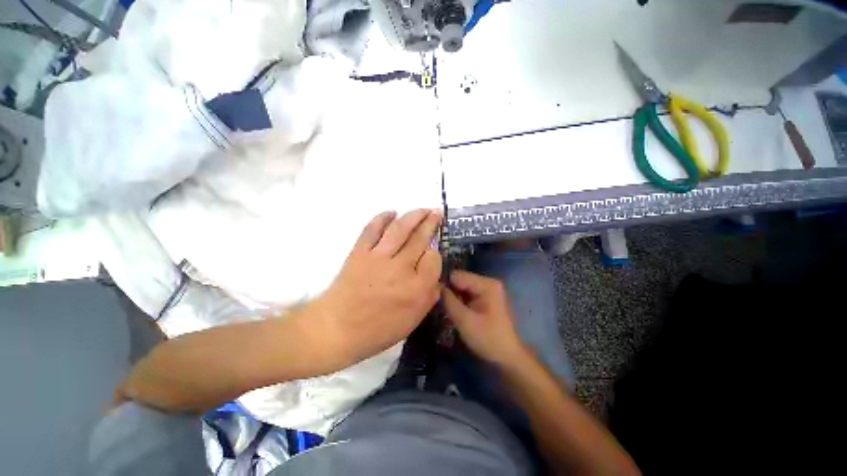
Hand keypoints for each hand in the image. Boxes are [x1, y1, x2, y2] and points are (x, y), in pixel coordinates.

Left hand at [312, 209, 442, 367]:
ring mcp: (378, 257)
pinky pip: (372, 229)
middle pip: (420, 239)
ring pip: (400, 229)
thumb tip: (436, 280)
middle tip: (436, 213)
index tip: (432, 253)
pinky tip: (391, 212)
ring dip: (414, 215)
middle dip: (431, 223)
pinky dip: (382, 218)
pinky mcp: (360, 252)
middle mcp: (401, 268)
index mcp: (416, 288)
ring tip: (423, 209)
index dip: (435, 253)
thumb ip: (429, 299)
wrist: (335, 329)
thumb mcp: (411, 323)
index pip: (433, 259)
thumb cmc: (376, 331)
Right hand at [443, 270, 528, 365]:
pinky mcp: (485, 298)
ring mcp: (487, 290)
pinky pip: (467, 294)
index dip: (445, 285)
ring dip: (453, 297)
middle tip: (440, 305)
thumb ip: (449, 301)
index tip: (434, 297)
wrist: (507, 357)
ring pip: (462, 287)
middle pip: (460, 280)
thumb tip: (435, 286)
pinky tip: (455, 311)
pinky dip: (459, 301)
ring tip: (446, 309)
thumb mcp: (464, 320)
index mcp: (486, 284)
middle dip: (449, 291)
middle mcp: (488, 282)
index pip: (457, 275)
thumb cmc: (487, 338)